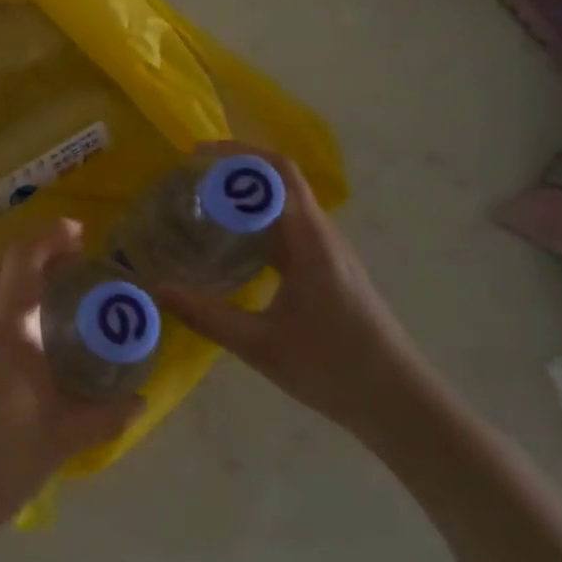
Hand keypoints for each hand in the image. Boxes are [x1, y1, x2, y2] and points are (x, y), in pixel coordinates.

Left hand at [0, 219, 139, 532]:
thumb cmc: (1, 461)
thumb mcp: (62, 438)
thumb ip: (103, 415)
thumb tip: (138, 401)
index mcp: (8, 328)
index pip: (24, 258)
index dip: (50, 235)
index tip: (79, 234)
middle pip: (1, 261)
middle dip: (35, 248)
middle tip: (71, 260)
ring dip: (16, 273)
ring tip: (52, 292)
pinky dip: (3, 298)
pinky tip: (24, 331)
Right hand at [154, 144, 436, 437]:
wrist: (402, 406)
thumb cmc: (336, 370)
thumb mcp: (262, 346)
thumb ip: (207, 316)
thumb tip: (158, 289)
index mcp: (311, 242)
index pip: (278, 173)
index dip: (237, 155)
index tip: (194, 157)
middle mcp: (322, 236)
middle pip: (281, 180)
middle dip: (235, 169)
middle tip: (188, 177)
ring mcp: (328, 252)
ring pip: (285, 204)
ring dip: (246, 193)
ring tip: (201, 202)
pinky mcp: (327, 269)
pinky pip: (288, 227)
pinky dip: (256, 220)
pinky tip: (230, 243)